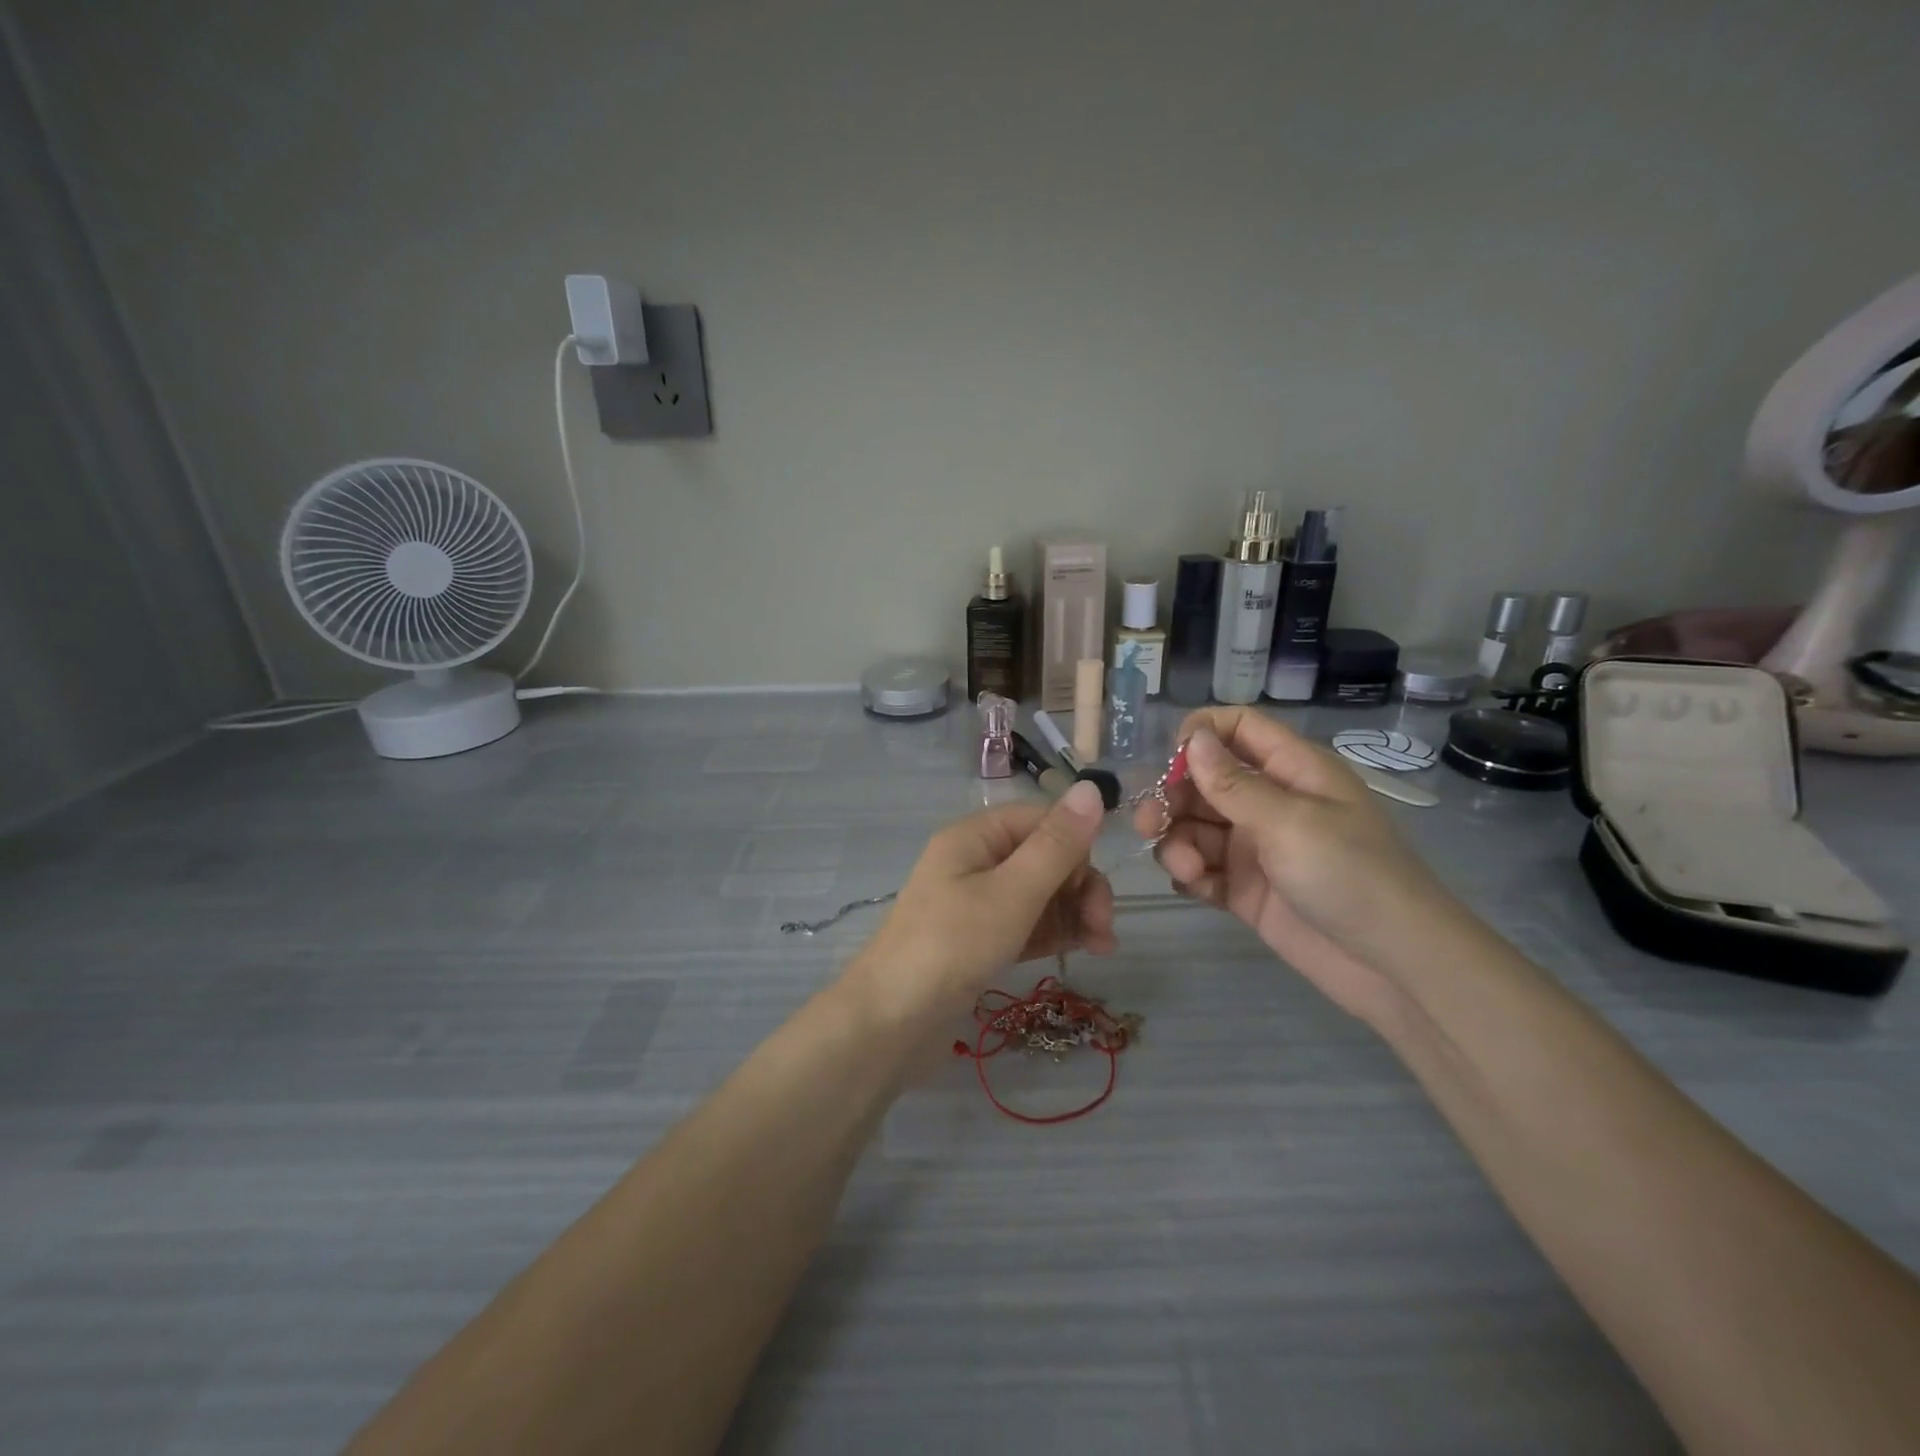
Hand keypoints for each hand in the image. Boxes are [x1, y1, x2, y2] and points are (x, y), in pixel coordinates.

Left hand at [845, 780, 1115, 1029]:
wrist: (891, 1022)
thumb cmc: (953, 946)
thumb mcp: (1012, 892)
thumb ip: (1057, 845)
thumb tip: (1093, 787)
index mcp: (975, 836)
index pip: (1041, 820)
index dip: (1077, 846)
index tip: (1097, 886)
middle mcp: (975, 862)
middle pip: (1045, 857)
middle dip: (1081, 886)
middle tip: (1102, 927)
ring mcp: (976, 904)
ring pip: (1041, 894)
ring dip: (1075, 912)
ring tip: (1102, 947)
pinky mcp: (980, 941)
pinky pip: (1028, 924)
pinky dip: (1055, 933)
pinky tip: (1082, 950)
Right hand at [1137, 707, 1466, 1020]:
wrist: (1392, 965)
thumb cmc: (1349, 874)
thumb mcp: (1289, 821)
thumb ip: (1233, 783)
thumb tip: (1194, 737)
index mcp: (1291, 771)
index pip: (1239, 729)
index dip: (1202, 734)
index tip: (1170, 759)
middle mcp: (1269, 802)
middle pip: (1204, 781)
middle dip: (1173, 798)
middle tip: (1151, 823)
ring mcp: (1255, 848)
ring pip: (1195, 828)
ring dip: (1178, 844)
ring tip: (1188, 871)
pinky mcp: (1244, 890)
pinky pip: (1202, 870)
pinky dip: (1190, 875)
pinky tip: (1194, 887)